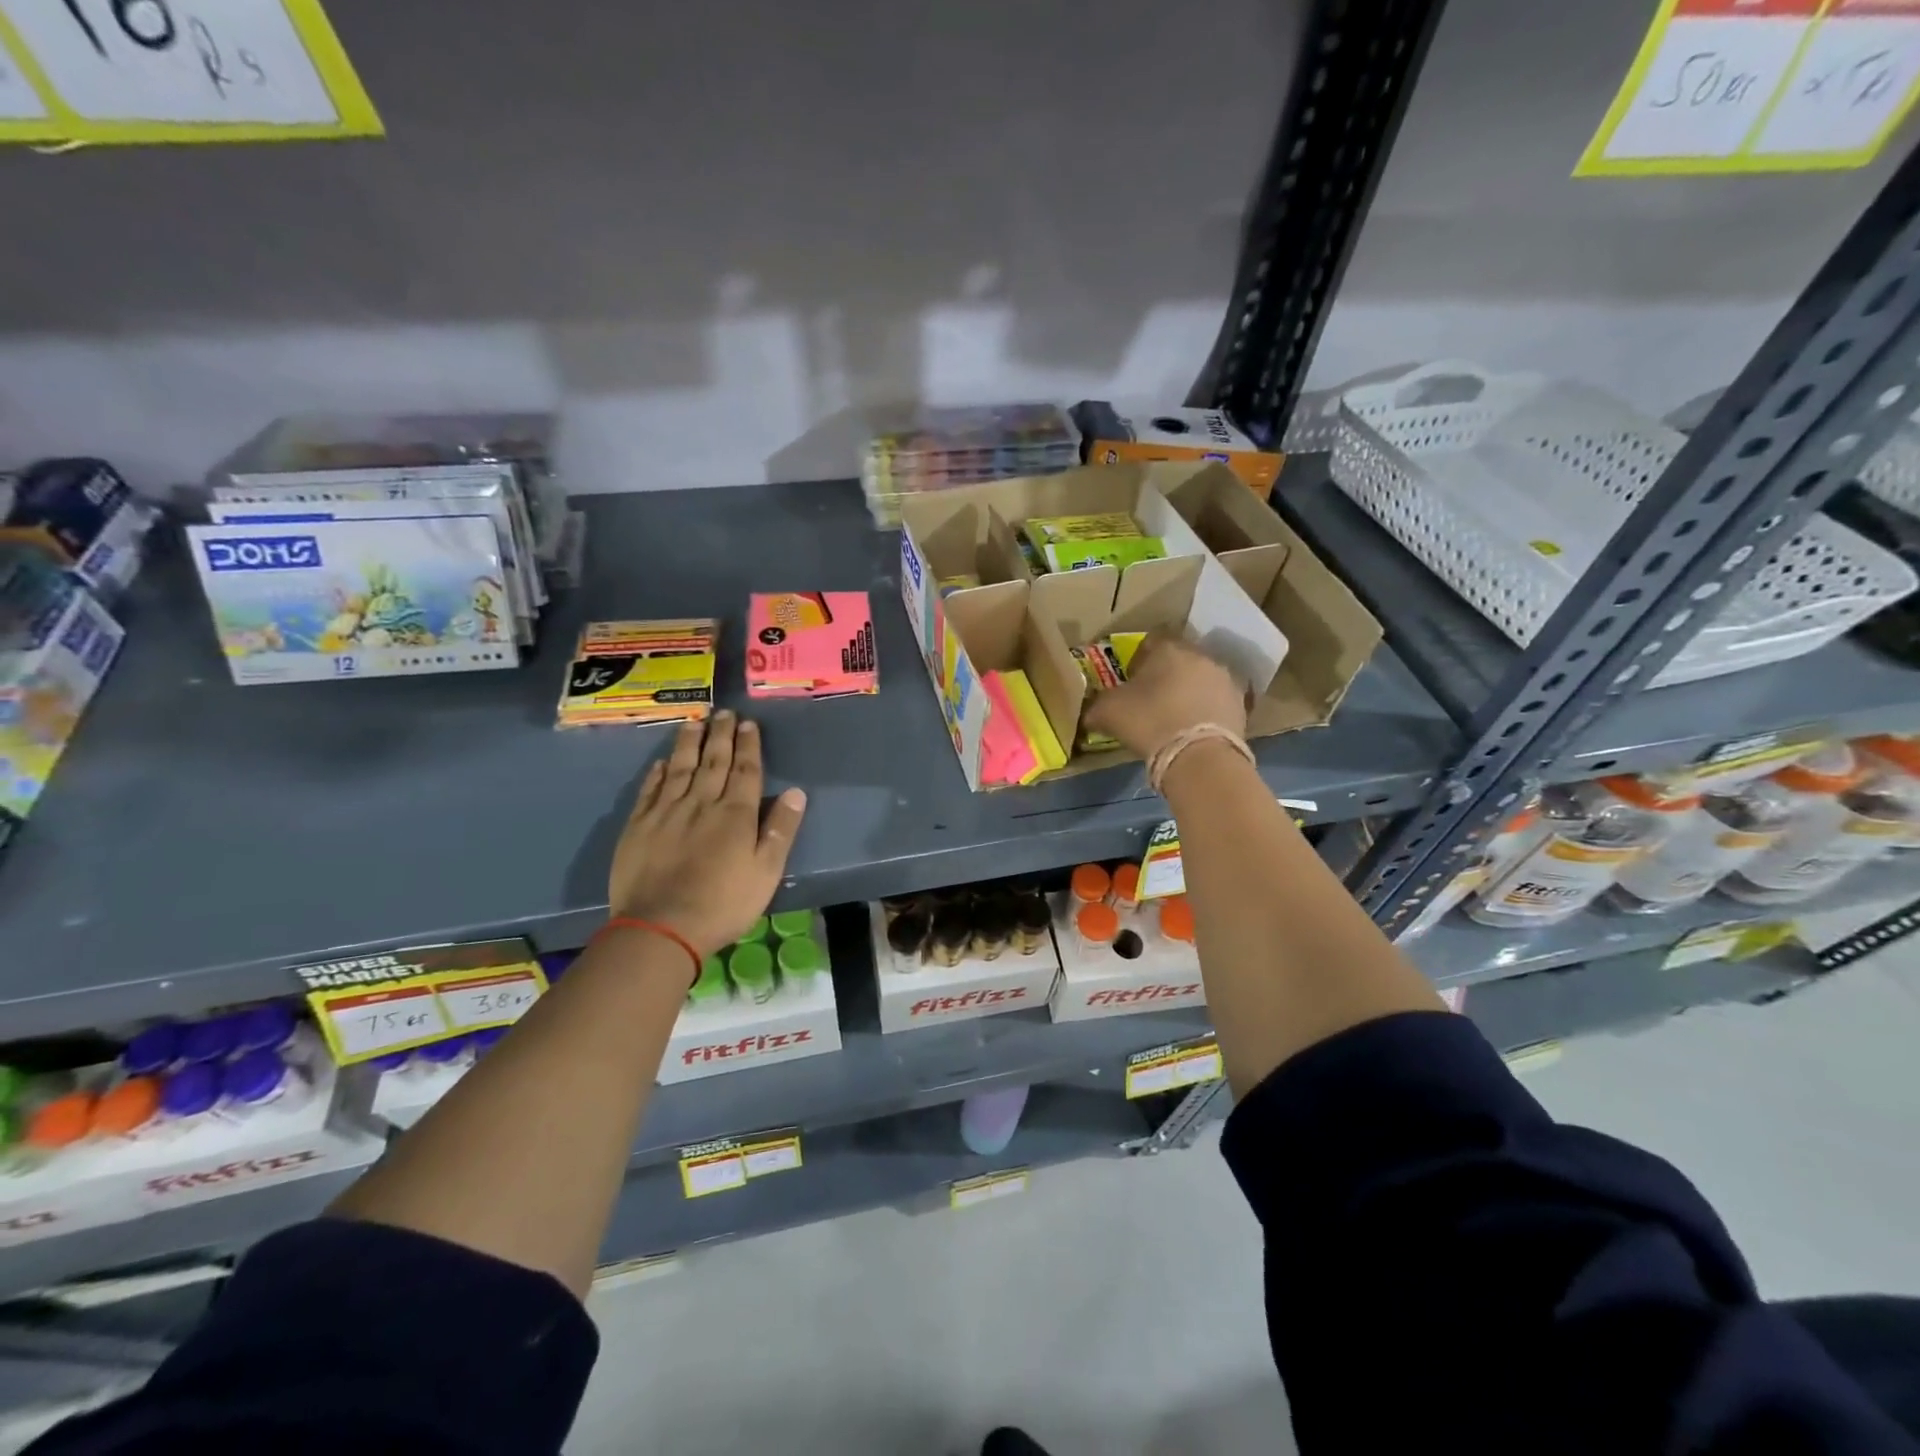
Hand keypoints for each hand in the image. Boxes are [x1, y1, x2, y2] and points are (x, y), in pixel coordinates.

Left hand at [608, 713, 808, 958]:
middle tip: (723, 712)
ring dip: (689, 744)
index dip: (748, 746)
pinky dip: (658, 773)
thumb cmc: (723, 904)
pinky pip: (650, 790)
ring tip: (694, 721)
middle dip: (721, 735)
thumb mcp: (766, 872)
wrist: (660, 927)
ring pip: (680, 768)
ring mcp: (666, 812)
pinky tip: (662, 762)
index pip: (745, 771)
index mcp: (736, 814)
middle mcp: (701, 803)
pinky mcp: (638, 826)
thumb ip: (780, 830)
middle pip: (713, 762)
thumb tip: (795, 792)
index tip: (748, 724)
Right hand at [1080, 633, 1247, 761]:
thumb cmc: (1149, 722)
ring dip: (1190, 691)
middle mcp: (1201, 656)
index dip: (1139, 660)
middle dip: (1167, 674)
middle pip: (1180, 659)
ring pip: (1201, 679)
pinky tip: (1194, 730)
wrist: (1199, 756)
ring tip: (1175, 716)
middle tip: (1152, 698)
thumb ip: (1096, 706)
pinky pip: (1217, 702)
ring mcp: (1226, 679)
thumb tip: (1088, 712)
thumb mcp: (1108, 713)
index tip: (1131, 679)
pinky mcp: (1241, 705)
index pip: (1151, 641)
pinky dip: (1206, 711)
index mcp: (1168, 649)